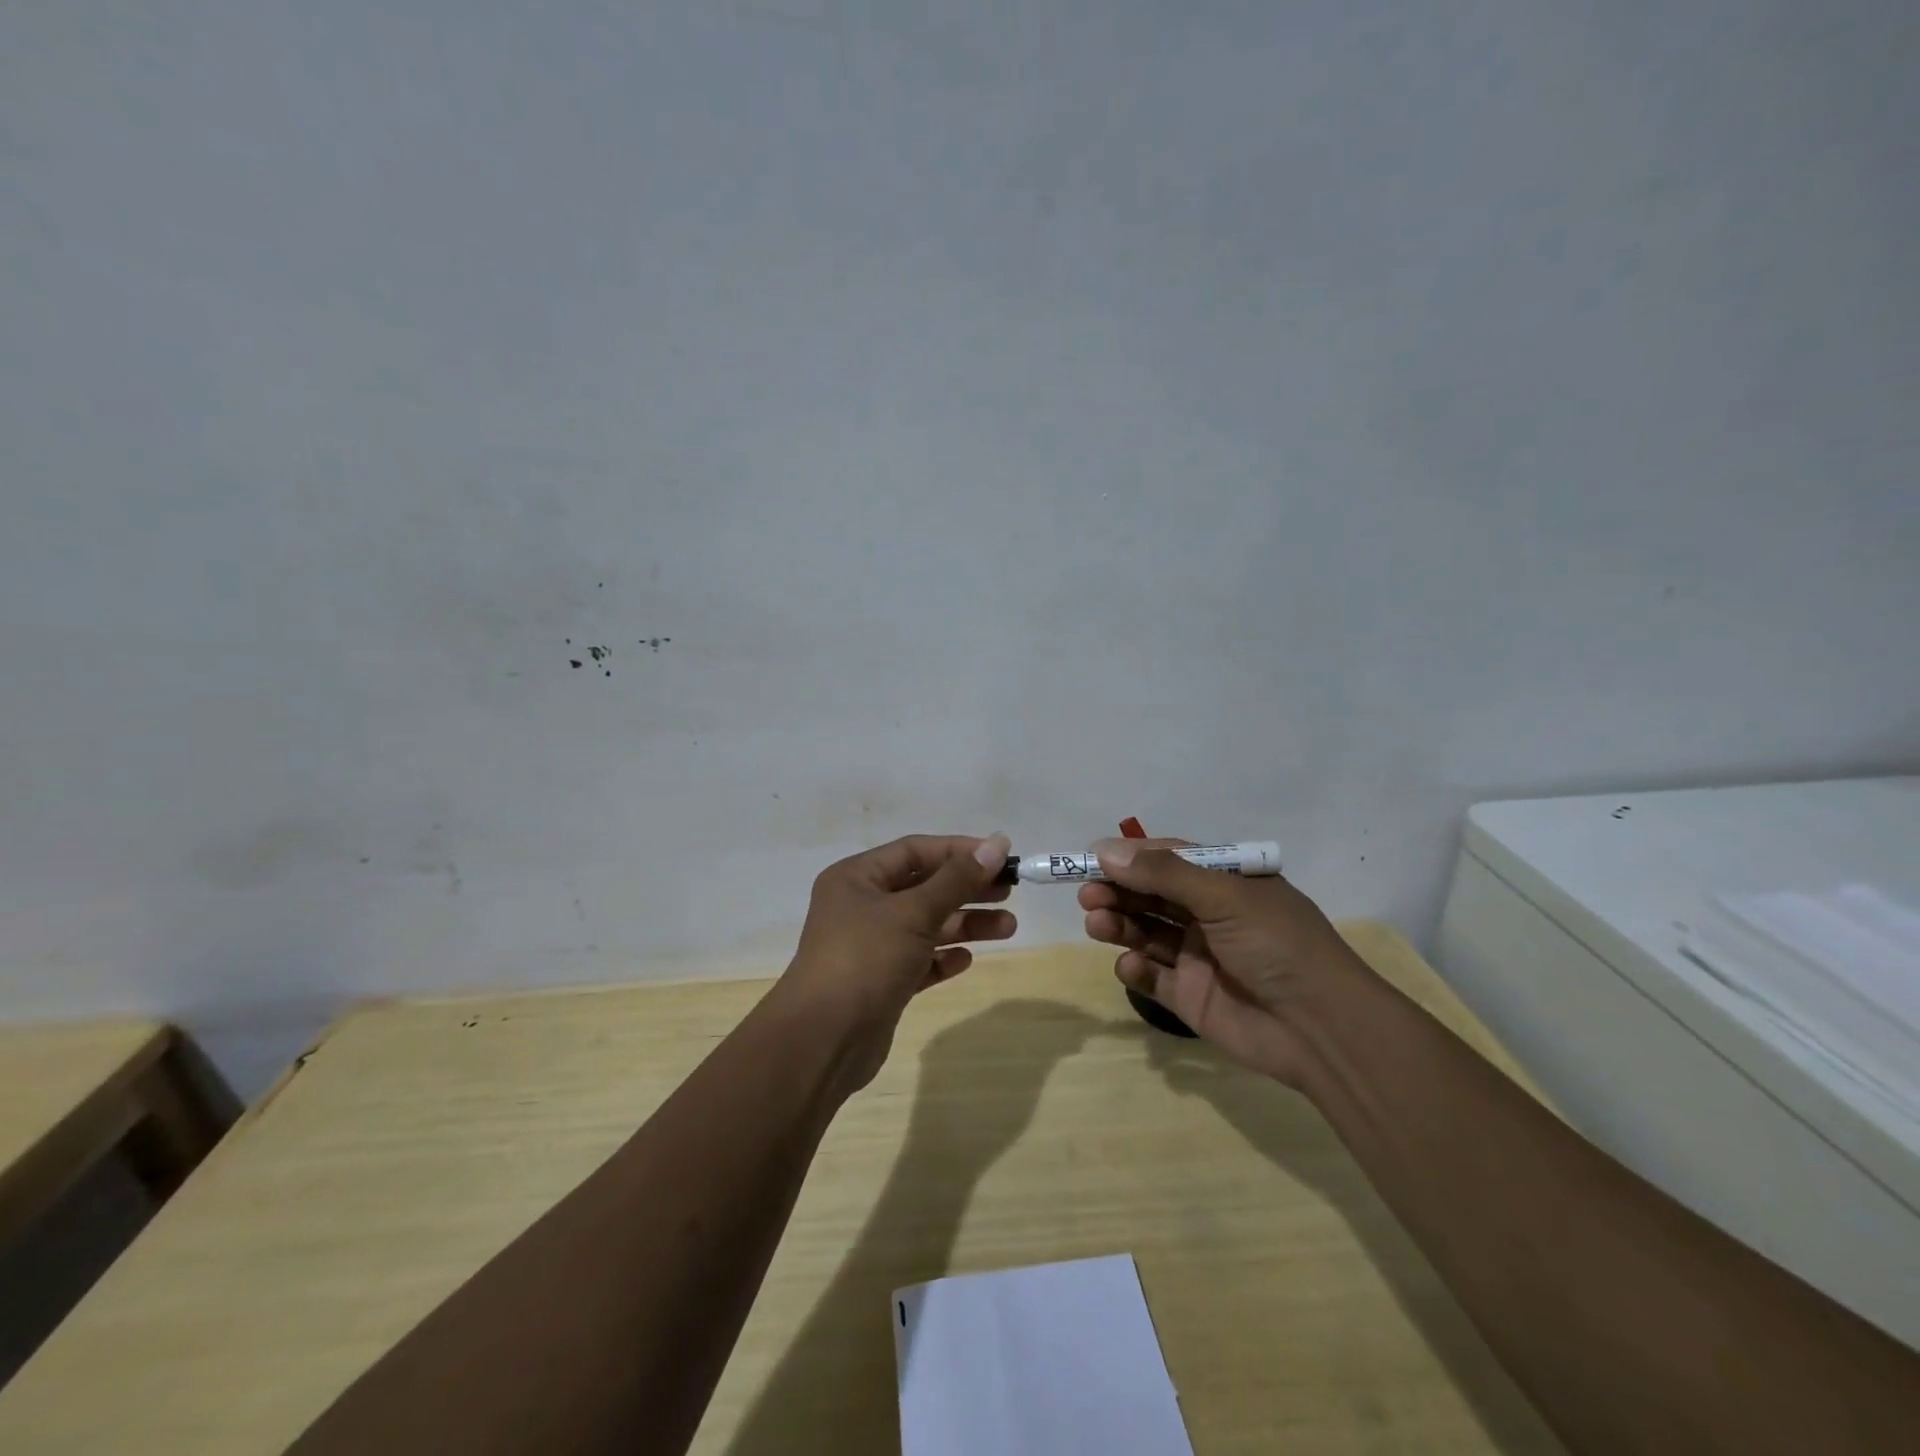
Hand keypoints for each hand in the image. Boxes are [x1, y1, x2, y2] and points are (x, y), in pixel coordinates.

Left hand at [782, 833, 1014, 1088]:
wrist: (823, 1041)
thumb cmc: (865, 960)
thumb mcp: (913, 913)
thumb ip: (957, 880)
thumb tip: (998, 843)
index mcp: (857, 878)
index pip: (915, 851)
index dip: (959, 851)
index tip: (1001, 856)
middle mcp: (861, 906)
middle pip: (924, 887)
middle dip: (967, 889)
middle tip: (1010, 891)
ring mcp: (870, 946)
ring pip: (926, 925)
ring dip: (964, 924)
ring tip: (1008, 927)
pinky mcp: (881, 982)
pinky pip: (919, 960)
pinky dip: (942, 957)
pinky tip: (966, 960)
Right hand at [1078, 837, 1367, 1085]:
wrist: (1321, 1028)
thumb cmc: (1277, 944)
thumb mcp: (1224, 896)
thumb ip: (1163, 873)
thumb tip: (1105, 849)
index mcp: (1225, 883)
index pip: (1167, 859)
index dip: (1129, 857)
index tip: (1091, 858)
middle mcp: (1209, 915)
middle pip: (1150, 895)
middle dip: (1117, 891)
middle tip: (1087, 895)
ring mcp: (1198, 956)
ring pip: (1145, 932)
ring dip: (1118, 924)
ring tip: (1096, 923)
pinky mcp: (1190, 996)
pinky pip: (1153, 976)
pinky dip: (1136, 969)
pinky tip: (1130, 966)